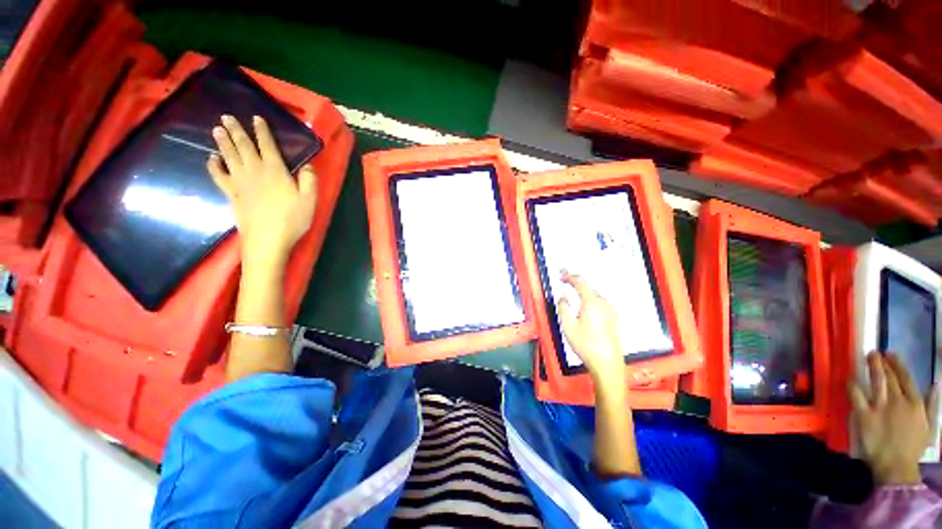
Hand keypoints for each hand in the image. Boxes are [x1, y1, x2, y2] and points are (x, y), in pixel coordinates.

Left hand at [207, 115, 316, 268]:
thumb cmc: (292, 219)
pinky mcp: (232, 194)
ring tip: (217, 129)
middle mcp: (255, 170)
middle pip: (243, 146)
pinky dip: (213, 165)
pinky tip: (211, 158)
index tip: (256, 117)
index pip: (267, 145)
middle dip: (235, 130)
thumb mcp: (310, 199)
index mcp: (275, 170)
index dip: (262, 130)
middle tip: (226, 117)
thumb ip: (309, 180)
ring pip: (229, 156)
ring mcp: (240, 182)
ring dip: (222, 141)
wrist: (267, 239)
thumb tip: (308, 165)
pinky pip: (219, 175)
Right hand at [557, 271, 624, 384]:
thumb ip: (563, 307)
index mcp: (592, 303)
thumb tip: (563, 298)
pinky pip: (599, 301)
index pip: (580, 283)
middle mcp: (604, 304)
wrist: (607, 363)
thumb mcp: (568, 326)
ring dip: (583, 290)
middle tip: (565, 279)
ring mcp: (610, 311)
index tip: (562, 275)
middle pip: (588, 287)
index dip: (569, 277)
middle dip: (576, 282)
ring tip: (572, 290)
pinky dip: (589, 298)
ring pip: (594, 294)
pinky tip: (584, 303)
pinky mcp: (613, 318)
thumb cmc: (587, 345)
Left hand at [850, 352, 939, 484]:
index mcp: (915, 404)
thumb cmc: (913, 447)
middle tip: (875, 352)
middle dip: (882, 363)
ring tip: (868, 356)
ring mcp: (880, 407)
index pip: (906, 378)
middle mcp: (898, 401)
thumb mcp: (929, 425)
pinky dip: (852, 385)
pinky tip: (849, 378)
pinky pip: (856, 396)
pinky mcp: (864, 414)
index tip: (891, 354)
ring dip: (872, 367)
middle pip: (890, 378)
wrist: (896, 465)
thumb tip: (935, 384)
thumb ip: (931, 405)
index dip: (898, 364)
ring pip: (876, 381)